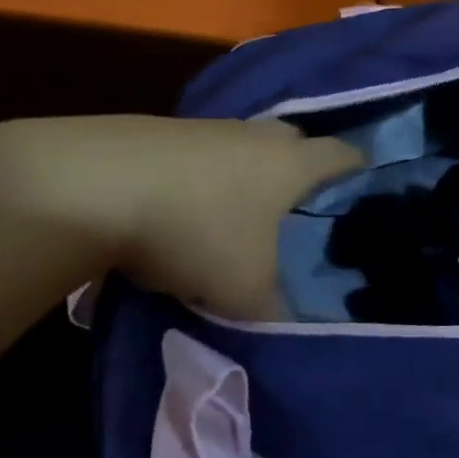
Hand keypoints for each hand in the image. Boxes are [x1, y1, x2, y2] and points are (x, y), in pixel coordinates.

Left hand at [0, 116, 361, 320]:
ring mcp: (210, 128)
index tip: (364, 185)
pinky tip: (188, 206)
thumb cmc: (196, 230)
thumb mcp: (244, 290)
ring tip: (241, 211)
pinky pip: (203, 153)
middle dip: (303, 168)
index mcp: (293, 163)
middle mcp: (259, 136)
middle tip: (300, 204)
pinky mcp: (164, 132)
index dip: (358, 168)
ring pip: (246, 146)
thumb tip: (297, 329)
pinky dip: (205, 175)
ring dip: (249, 172)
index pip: (343, 155)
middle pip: (296, 142)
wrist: (94, 187)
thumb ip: (278, 311)